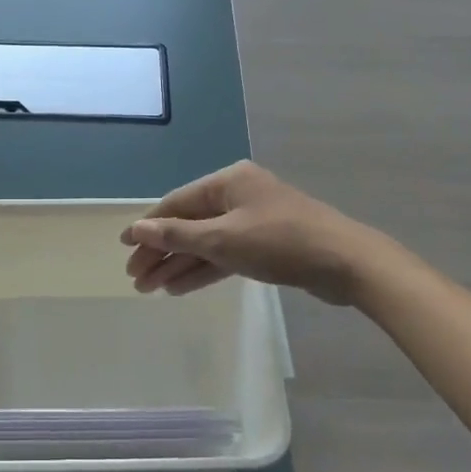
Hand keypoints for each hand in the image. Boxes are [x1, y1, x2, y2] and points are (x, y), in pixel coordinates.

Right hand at [121, 161, 367, 305]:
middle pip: (189, 224)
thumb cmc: (280, 242)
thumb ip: (176, 235)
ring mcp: (253, 220)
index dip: (147, 227)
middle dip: (161, 252)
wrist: (346, 263)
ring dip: (179, 265)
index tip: (123, 249)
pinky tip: (180, 288)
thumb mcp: (222, 239)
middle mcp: (238, 196)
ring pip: (206, 243)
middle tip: (136, 279)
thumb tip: (136, 229)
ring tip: (151, 289)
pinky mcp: (266, 245)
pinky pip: (225, 255)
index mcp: (228, 182)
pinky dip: (204, 270)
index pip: (175, 203)